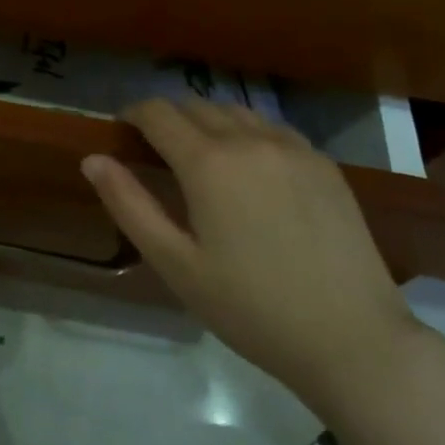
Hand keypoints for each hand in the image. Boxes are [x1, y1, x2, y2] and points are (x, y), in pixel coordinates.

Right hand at [80, 99, 419, 404]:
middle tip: (154, 150)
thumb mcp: (176, 263)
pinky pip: (272, 128)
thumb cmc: (250, 308)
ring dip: (207, 121)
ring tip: (199, 157)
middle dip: (167, 118)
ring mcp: (294, 148)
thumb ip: (129, 205)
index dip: (132, 114)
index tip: (121, 131)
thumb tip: (92, 159)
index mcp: (209, 163)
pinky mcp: (324, 164)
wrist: (352, 339)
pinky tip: (248, 168)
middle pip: (196, 105)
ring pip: (236, 111)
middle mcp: (251, 140)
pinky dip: (246, 132)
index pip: (158, 113)